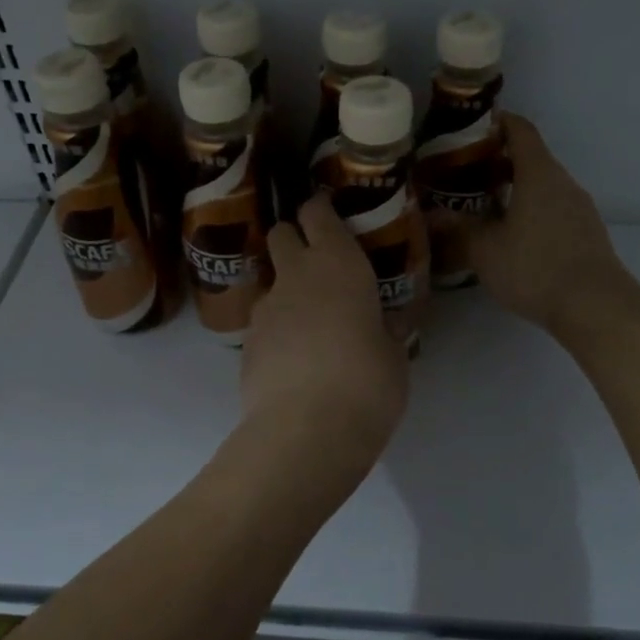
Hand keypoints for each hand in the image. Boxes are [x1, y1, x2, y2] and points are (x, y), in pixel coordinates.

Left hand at [240, 193, 408, 463]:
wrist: (305, 430)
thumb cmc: (367, 382)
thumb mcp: (394, 355)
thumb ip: (384, 331)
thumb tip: (383, 326)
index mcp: (338, 264)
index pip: (317, 213)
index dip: (320, 209)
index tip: (327, 212)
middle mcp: (295, 276)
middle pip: (281, 234)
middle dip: (293, 239)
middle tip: (317, 264)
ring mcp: (264, 309)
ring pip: (270, 283)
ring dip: (286, 292)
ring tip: (310, 326)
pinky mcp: (245, 345)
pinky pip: (263, 325)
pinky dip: (276, 332)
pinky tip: (294, 362)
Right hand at [466, 113, 628, 334]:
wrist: (595, 306)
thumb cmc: (535, 267)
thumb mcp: (485, 250)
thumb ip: (458, 230)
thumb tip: (432, 216)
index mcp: (539, 174)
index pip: (520, 131)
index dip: (497, 123)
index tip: (470, 128)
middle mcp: (563, 183)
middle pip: (531, 159)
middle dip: (498, 162)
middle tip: (463, 175)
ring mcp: (579, 209)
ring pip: (543, 187)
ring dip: (515, 190)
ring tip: (482, 207)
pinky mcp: (586, 234)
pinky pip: (553, 210)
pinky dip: (531, 212)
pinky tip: (511, 237)